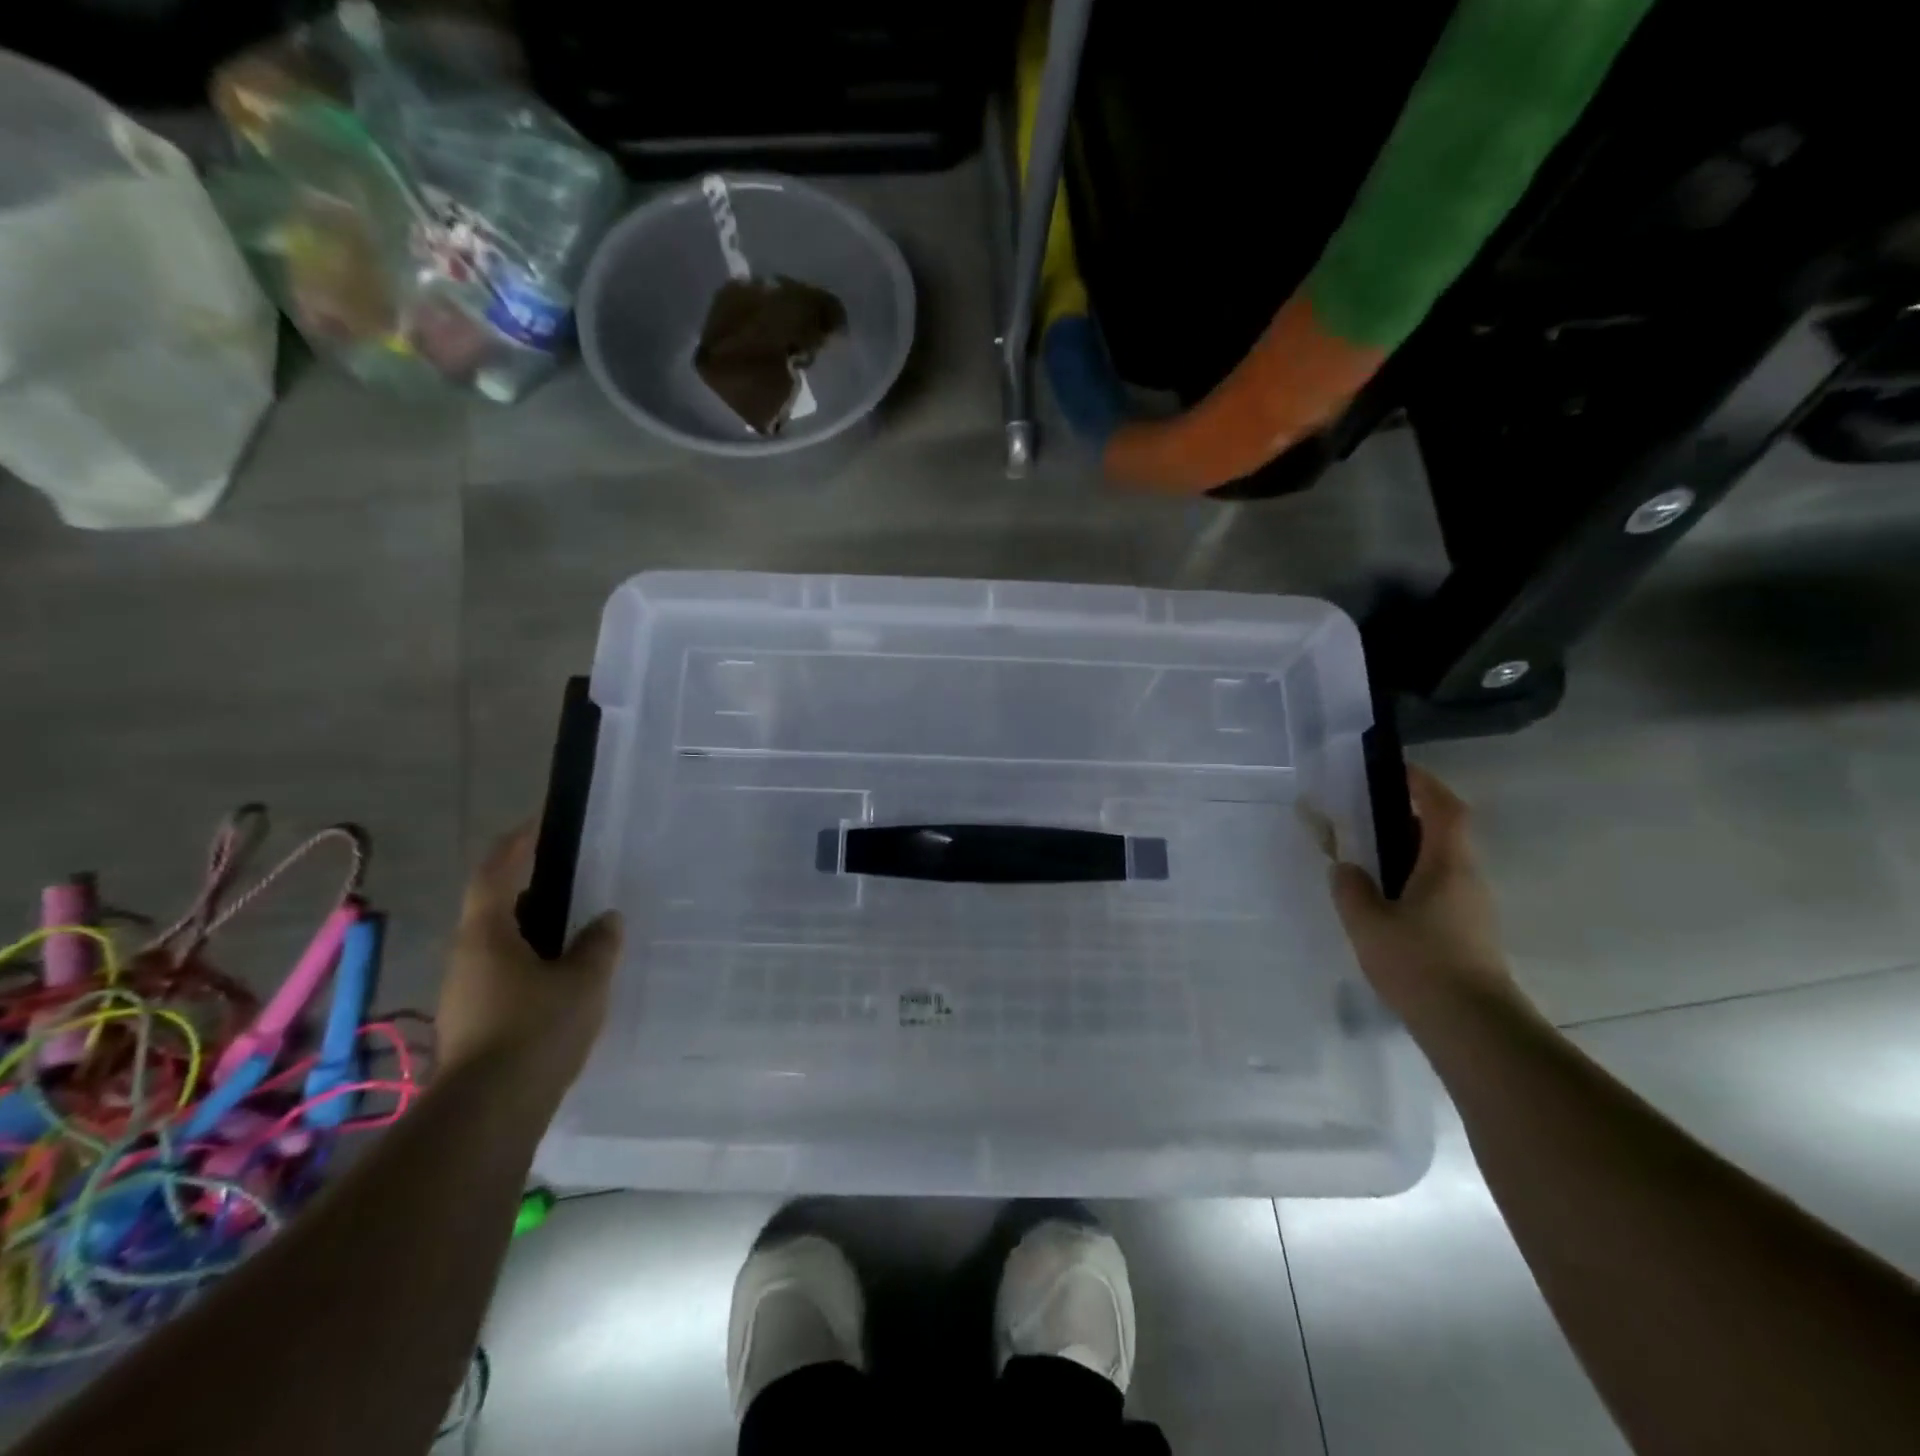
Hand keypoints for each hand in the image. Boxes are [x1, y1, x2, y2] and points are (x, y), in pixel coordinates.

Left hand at [436, 826, 622, 1088]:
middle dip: (532, 892)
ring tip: (578, 932)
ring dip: (534, 932)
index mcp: (486, 934)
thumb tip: (606, 920)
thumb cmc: (537, 1029)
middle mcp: (466, 957)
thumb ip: (599, 943)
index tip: (538, 824)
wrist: (489, 1113)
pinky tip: (565, 980)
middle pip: (496, 909)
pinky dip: (533, 964)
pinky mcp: (474, 1023)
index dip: (515, 845)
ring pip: (501, 946)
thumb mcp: (584, 979)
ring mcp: (465, 993)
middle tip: (574, 882)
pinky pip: (505, 976)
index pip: (494, 873)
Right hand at [1330, 765, 1522, 1027]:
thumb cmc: (1420, 963)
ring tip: (1367, 854)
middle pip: (1445, 832)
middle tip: (1367, 811)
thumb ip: (1350, 887)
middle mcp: (1467, 878)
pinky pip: (1438, 887)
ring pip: (1441, 862)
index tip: (1394, 769)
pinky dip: (1412, 877)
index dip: (1423, 783)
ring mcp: (1472, 907)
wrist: (1472, 1027)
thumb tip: (1345, 867)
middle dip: (1410, 814)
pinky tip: (1383, 899)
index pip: (1444, 808)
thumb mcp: (1367, 922)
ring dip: (1409, 848)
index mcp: (1448, 864)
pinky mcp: (1467, 932)